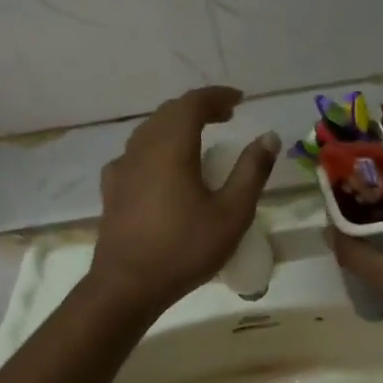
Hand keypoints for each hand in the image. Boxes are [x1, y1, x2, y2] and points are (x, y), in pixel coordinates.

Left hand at [88, 87, 280, 314]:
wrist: (127, 286)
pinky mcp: (112, 188)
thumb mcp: (232, 213)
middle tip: (226, 116)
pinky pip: (136, 152)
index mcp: (171, 146)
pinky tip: (164, 166)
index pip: (193, 104)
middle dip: (198, 107)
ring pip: (150, 129)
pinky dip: (157, 145)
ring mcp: (122, 167)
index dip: (217, 96)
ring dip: (176, 124)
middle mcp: (142, 147)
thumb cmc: (184, 249)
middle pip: (169, 112)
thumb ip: (252, 170)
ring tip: (200, 135)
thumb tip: (269, 136)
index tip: (240, 100)